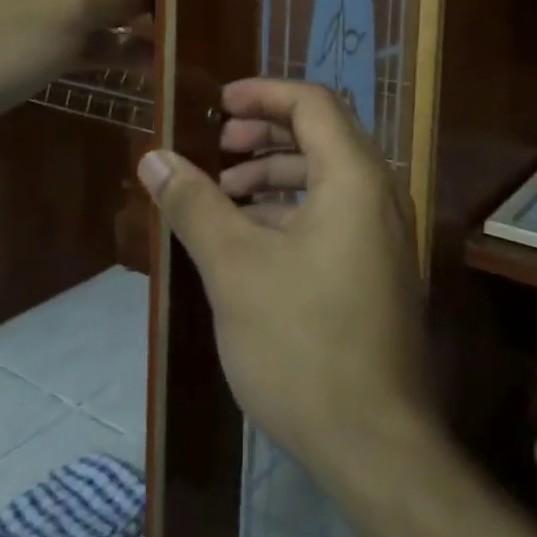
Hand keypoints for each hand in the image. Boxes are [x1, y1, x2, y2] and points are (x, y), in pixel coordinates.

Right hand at [136, 79, 432, 485]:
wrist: (375, 444)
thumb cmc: (302, 343)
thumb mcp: (235, 267)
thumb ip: (194, 204)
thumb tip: (153, 157)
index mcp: (354, 177)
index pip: (312, 102)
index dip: (263, 92)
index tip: (218, 104)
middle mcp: (378, 193)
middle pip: (321, 134)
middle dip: (266, 133)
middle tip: (218, 148)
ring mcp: (383, 234)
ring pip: (326, 177)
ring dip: (275, 174)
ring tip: (225, 196)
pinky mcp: (377, 268)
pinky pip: (334, 214)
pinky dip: (292, 211)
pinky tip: (252, 240)